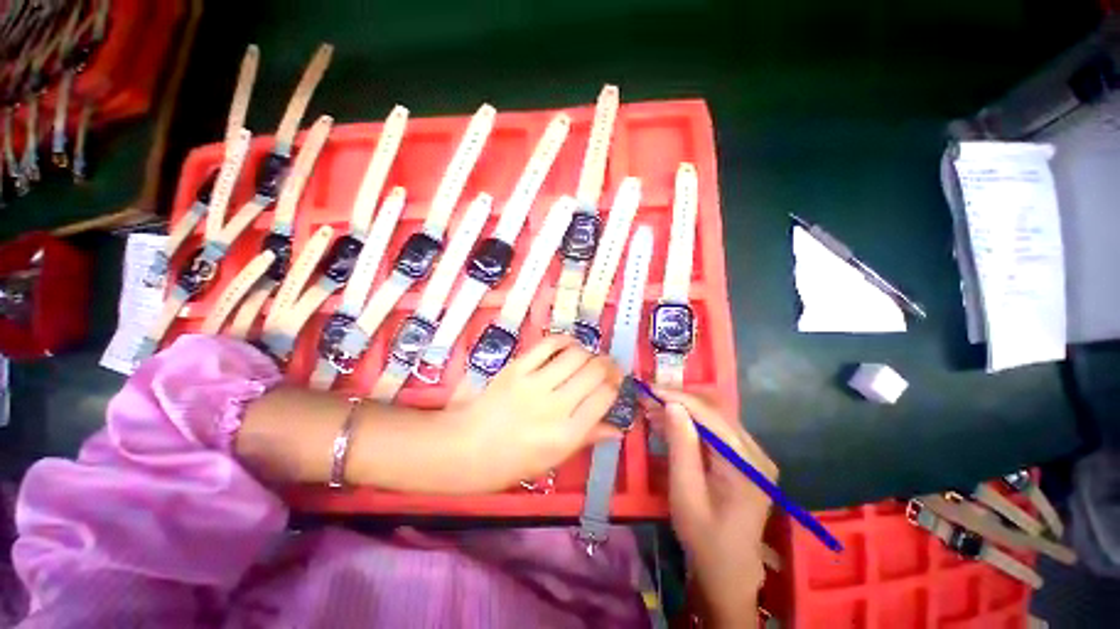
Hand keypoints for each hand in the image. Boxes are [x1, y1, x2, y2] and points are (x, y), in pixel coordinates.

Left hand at [447, 335, 622, 491]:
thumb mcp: (554, 460)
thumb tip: (618, 427)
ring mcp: (534, 384)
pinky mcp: (517, 368)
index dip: (615, 385)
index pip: (605, 397)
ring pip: (576, 354)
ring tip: (587, 357)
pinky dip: (564, 340)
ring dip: (588, 352)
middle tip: (606, 367)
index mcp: (567, 434)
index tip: (615, 383)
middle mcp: (555, 406)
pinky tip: (568, 345)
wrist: (465, 448)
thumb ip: (587, 438)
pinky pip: (548, 345)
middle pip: (595, 371)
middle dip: (607, 365)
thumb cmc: (511, 462)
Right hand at [654, 388, 777, 626]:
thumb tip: (672, 404)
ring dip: (684, 409)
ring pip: (715, 416)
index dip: (679, 398)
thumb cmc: (704, 537)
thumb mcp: (685, 493)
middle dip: (680, 400)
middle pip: (716, 411)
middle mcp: (756, 453)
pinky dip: (691, 422)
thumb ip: (681, 446)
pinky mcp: (744, 457)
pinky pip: (716, 429)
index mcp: (747, 465)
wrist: (728, 570)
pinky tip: (670, 421)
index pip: (711, 416)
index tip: (650, 388)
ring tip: (654, 407)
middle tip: (649, 397)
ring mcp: (753, 455)